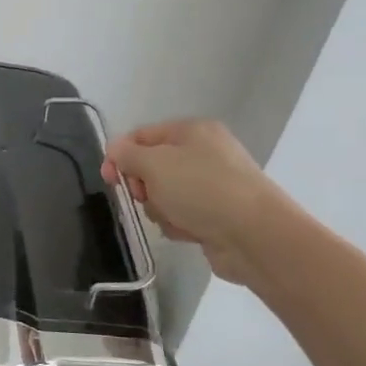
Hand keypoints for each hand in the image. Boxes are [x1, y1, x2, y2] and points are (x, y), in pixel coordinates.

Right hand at [99, 119, 294, 283]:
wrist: (255, 235)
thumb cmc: (201, 189)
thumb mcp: (154, 164)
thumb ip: (127, 154)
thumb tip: (115, 150)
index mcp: (191, 131)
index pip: (140, 136)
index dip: (119, 155)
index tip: (109, 180)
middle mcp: (204, 152)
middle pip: (151, 167)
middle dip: (143, 186)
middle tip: (145, 197)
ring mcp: (212, 184)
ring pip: (164, 194)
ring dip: (160, 208)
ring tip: (175, 218)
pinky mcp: (217, 213)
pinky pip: (182, 215)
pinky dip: (179, 224)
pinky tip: (189, 231)